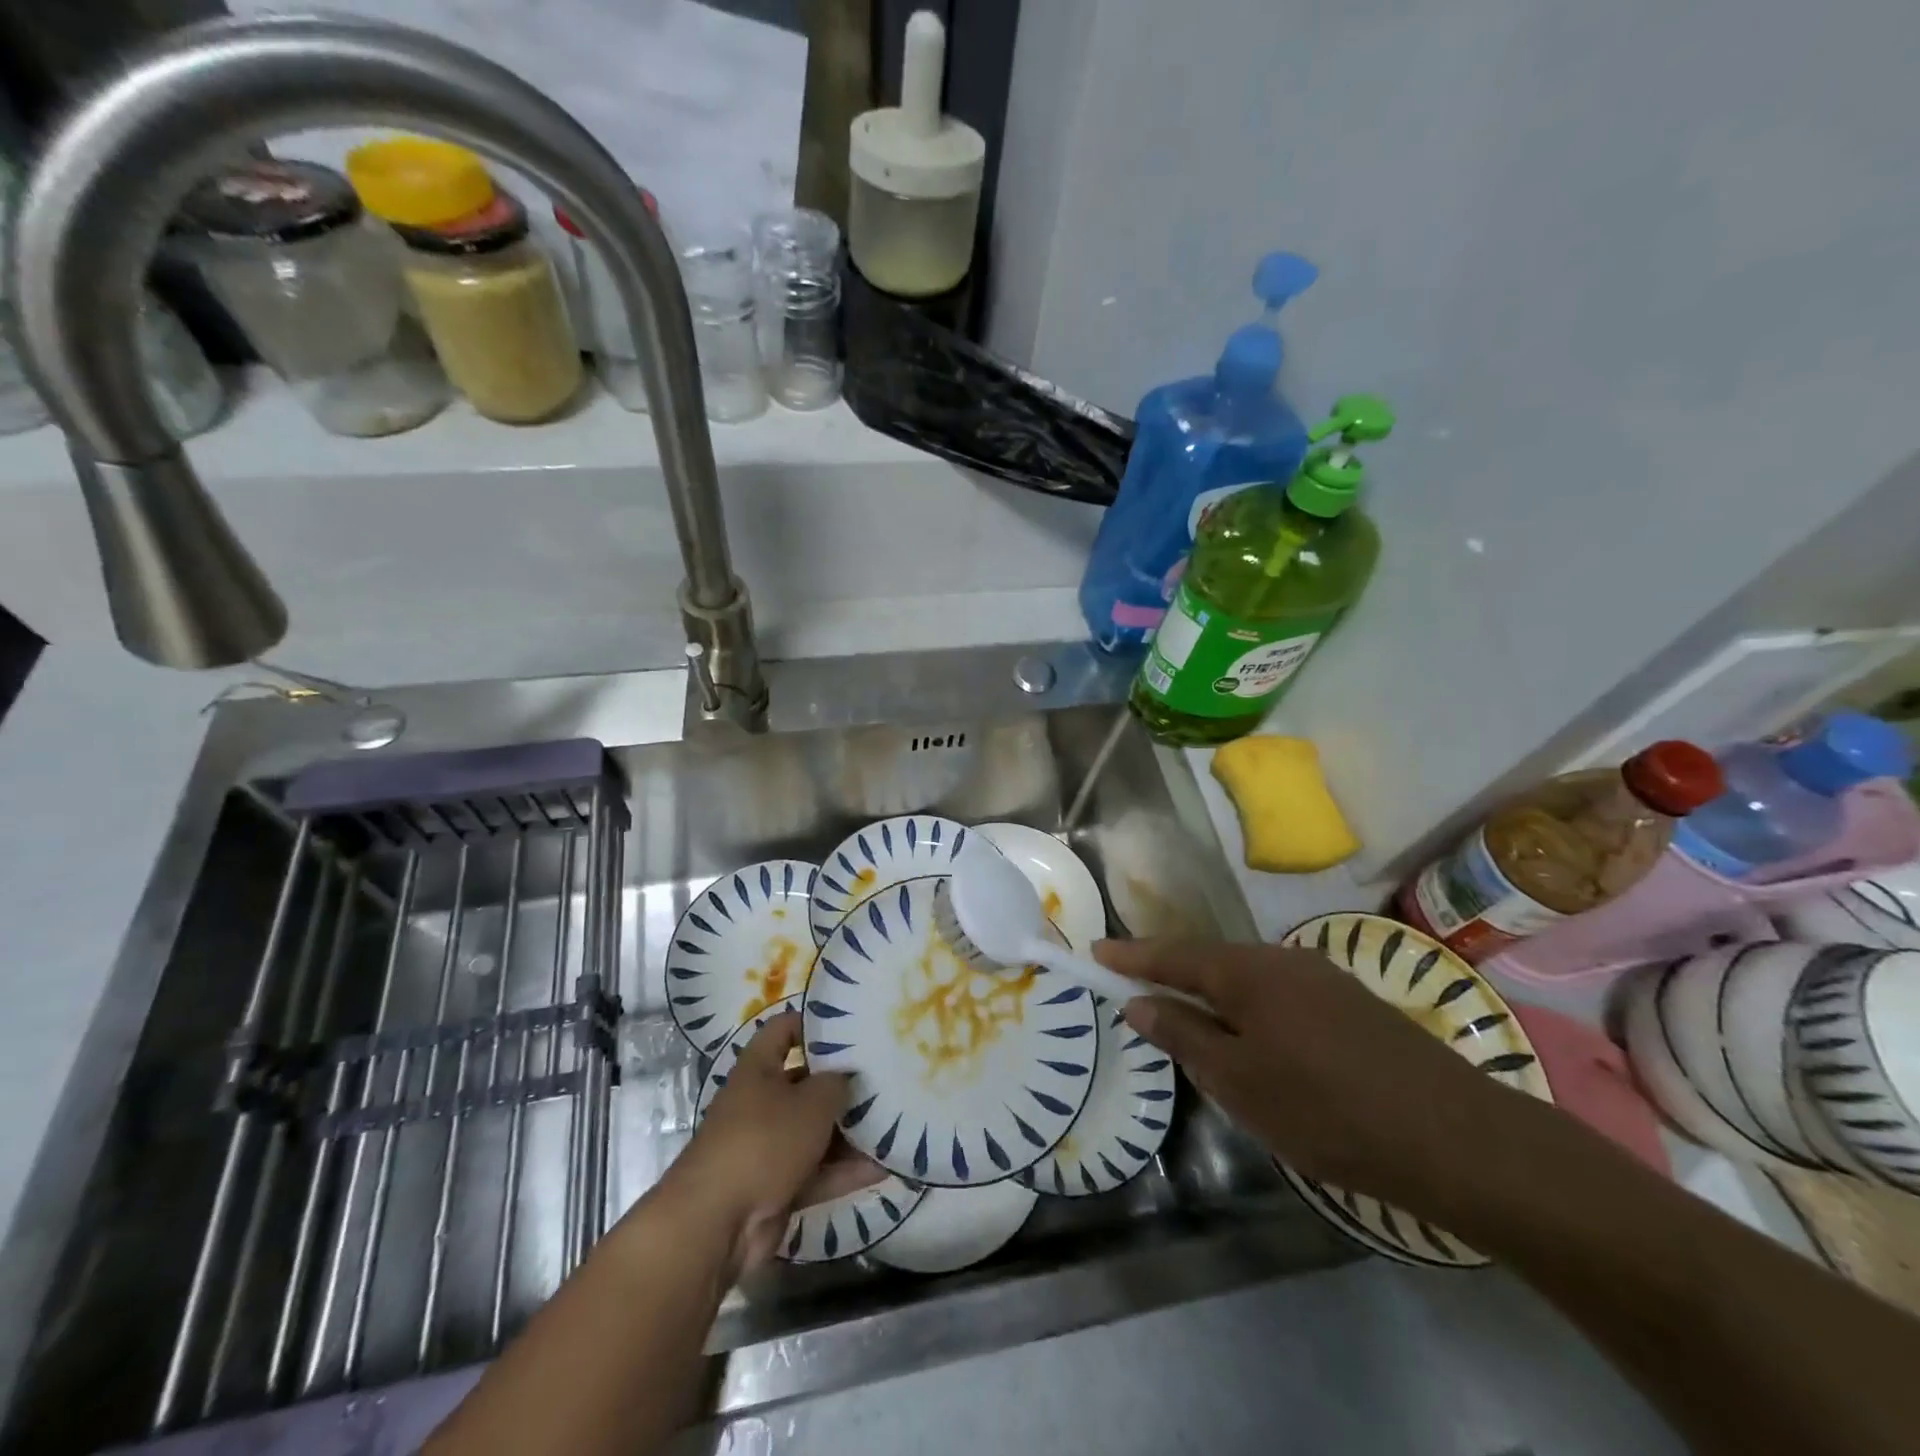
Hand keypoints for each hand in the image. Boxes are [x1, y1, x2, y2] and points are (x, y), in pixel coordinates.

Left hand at [664, 1014, 885, 1271]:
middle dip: (843, 1085)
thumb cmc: (764, 1141)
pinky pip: (818, 1171)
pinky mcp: (777, 1189)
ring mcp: (768, 1148)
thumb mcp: (811, 1102)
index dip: (813, 1024)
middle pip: (806, 1085)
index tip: (851, 1027)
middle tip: (885, 1078)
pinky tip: (884, 1167)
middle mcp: (760, 1104)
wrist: (717, 1224)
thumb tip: (850, 1077)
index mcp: (758, 1069)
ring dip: (850, 1133)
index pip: (783, 1030)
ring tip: (894, 1124)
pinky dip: (846, 1171)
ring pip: (815, 1132)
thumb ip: (837, 1083)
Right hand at [1098, 938, 1522, 1215]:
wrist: (1456, 1138)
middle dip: (1170, 973)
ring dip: (1211, 994)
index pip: (1172, 955)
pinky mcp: (1350, 1004)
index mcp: (1247, 971)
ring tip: (1188, 1020)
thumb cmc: (1326, 1110)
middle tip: (1134, 989)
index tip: (1094, 950)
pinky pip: (1278, 995)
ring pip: (1246, 979)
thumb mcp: (1238, 1081)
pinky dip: (1248, 1009)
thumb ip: (1184, 1035)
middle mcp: (1281, 959)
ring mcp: (1321, 978)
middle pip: (1209, 960)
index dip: (1130, 956)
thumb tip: (1139, 1002)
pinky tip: (1253, 1040)